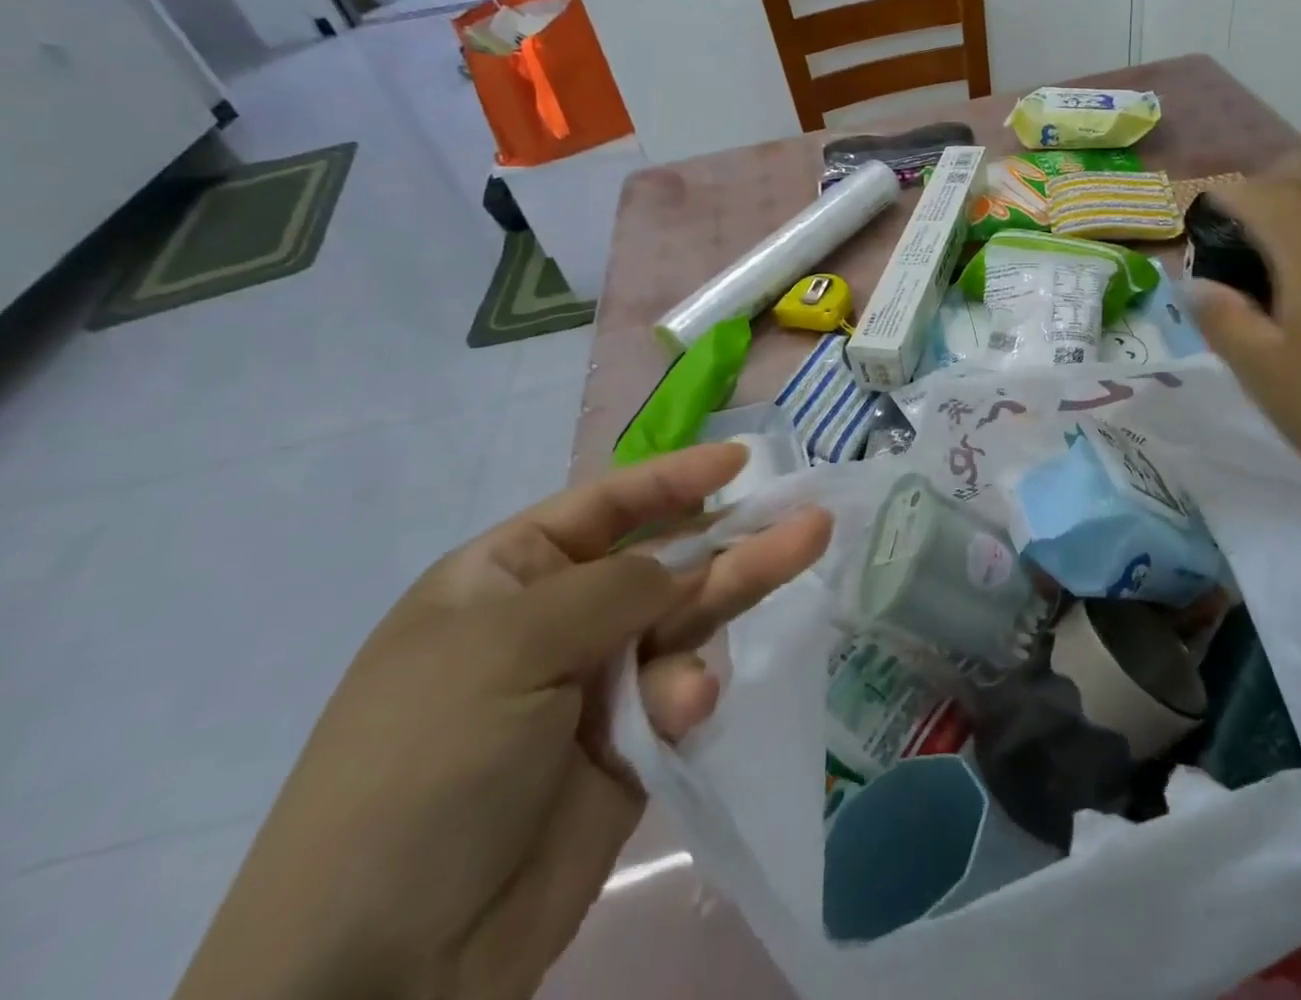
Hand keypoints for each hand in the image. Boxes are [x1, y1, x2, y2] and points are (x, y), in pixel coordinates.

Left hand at [173, 443, 830, 999]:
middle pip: (663, 558)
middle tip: (806, 513)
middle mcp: (557, 619)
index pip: (605, 505)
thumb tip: (683, 567)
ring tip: (808, 546)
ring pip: (685, 617)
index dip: (673, 478)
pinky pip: (681, 688)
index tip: (739, 461)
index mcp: (508, 577)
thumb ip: (616, 588)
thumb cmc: (428, 763)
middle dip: (731, 533)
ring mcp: (595, 683)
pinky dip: (691, 692)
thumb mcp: (510, 646)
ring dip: (738, 591)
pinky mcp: (629, 743)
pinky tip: (688, 710)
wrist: (382, 971)